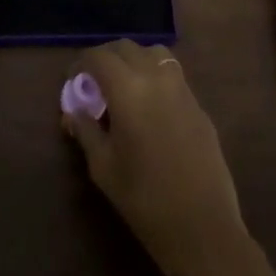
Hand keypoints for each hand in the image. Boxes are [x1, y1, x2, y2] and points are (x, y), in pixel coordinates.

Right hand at [62, 41, 249, 275]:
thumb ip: (86, 130)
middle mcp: (156, 77)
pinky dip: (154, 76)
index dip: (81, 63)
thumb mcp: (103, 166)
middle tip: (93, 82)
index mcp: (128, 89)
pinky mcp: (199, 105)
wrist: (202, 227)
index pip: (99, 57)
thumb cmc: (144, 199)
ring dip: (133, 61)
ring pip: (154, 54)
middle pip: (126, 48)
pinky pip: (172, 75)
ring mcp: (183, 88)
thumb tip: (74, 111)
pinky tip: (148, 107)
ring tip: (123, 87)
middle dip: (105, 58)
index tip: (73, 80)